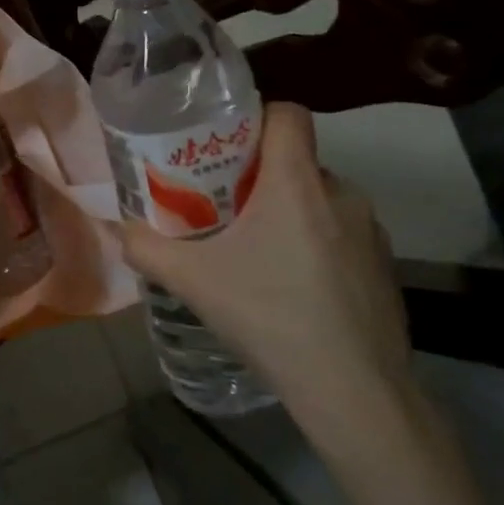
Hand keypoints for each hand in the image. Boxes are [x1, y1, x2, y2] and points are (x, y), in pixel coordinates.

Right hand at [119, 102, 412, 451]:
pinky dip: (315, 245)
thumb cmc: (269, 315)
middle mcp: (341, 194)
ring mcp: (371, 232)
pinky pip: (341, 234)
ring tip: (254, 252)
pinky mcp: (385, 267)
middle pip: (296, 161)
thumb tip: (119, 230)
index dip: (256, 118)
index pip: (288, 114)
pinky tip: (292, 288)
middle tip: (223, 207)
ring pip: (319, 200)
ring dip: (288, 213)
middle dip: (260, 176)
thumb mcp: (191, 280)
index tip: (225, 145)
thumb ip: (146, 248)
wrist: (353, 389)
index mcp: (296, 183)